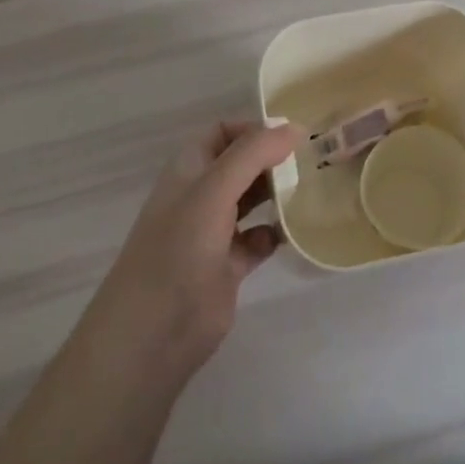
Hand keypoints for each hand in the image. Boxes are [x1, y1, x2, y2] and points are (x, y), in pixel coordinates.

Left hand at [80, 120, 300, 387]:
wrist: (151, 336)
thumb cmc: (178, 250)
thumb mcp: (213, 190)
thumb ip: (253, 154)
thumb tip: (294, 128)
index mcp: (188, 171)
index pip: (223, 132)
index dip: (254, 129)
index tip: (292, 136)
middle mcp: (200, 196)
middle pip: (241, 164)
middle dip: (273, 159)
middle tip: (313, 160)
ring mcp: (212, 233)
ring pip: (251, 200)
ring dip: (278, 193)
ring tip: (313, 189)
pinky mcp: (226, 267)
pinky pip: (258, 240)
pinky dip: (276, 233)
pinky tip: (295, 232)